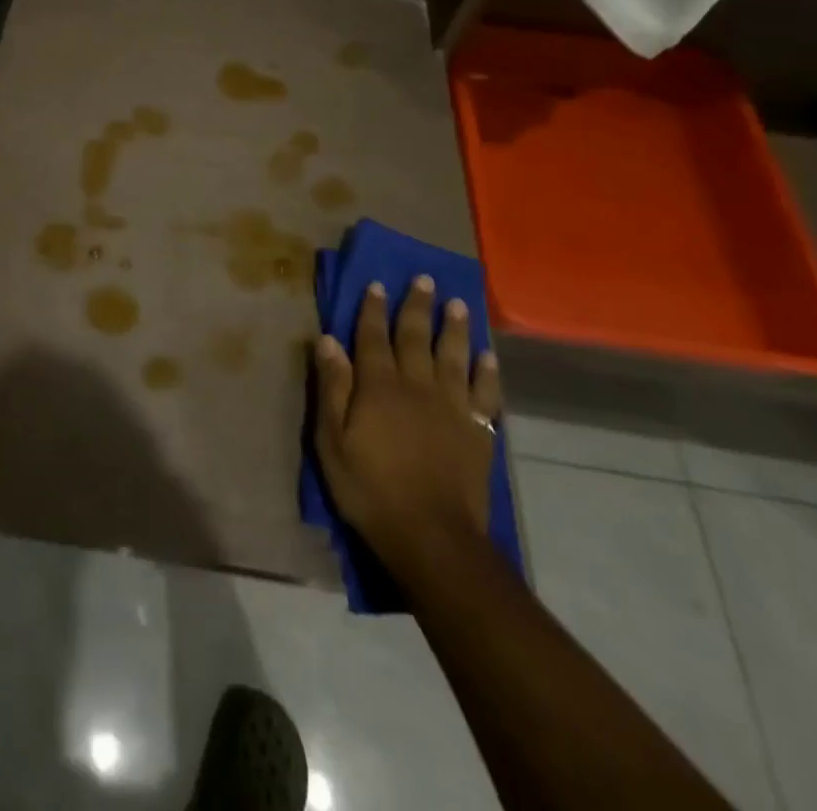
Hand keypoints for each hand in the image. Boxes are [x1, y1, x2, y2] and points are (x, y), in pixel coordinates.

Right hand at [313, 277, 501, 578]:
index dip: (373, 309)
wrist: (431, 536)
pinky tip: (488, 356)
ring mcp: (452, 407)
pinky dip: (487, 373)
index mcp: (378, 386)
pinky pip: (485, 394)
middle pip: (416, 337)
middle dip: (417, 307)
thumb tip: (328, 340)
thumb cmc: (370, 488)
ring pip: (454, 357)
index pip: (372, 337)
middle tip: (425, 279)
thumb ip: (332, 387)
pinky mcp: (477, 431)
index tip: (377, 284)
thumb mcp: (332, 440)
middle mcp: (416, 386)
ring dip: (455, 329)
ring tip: (458, 304)